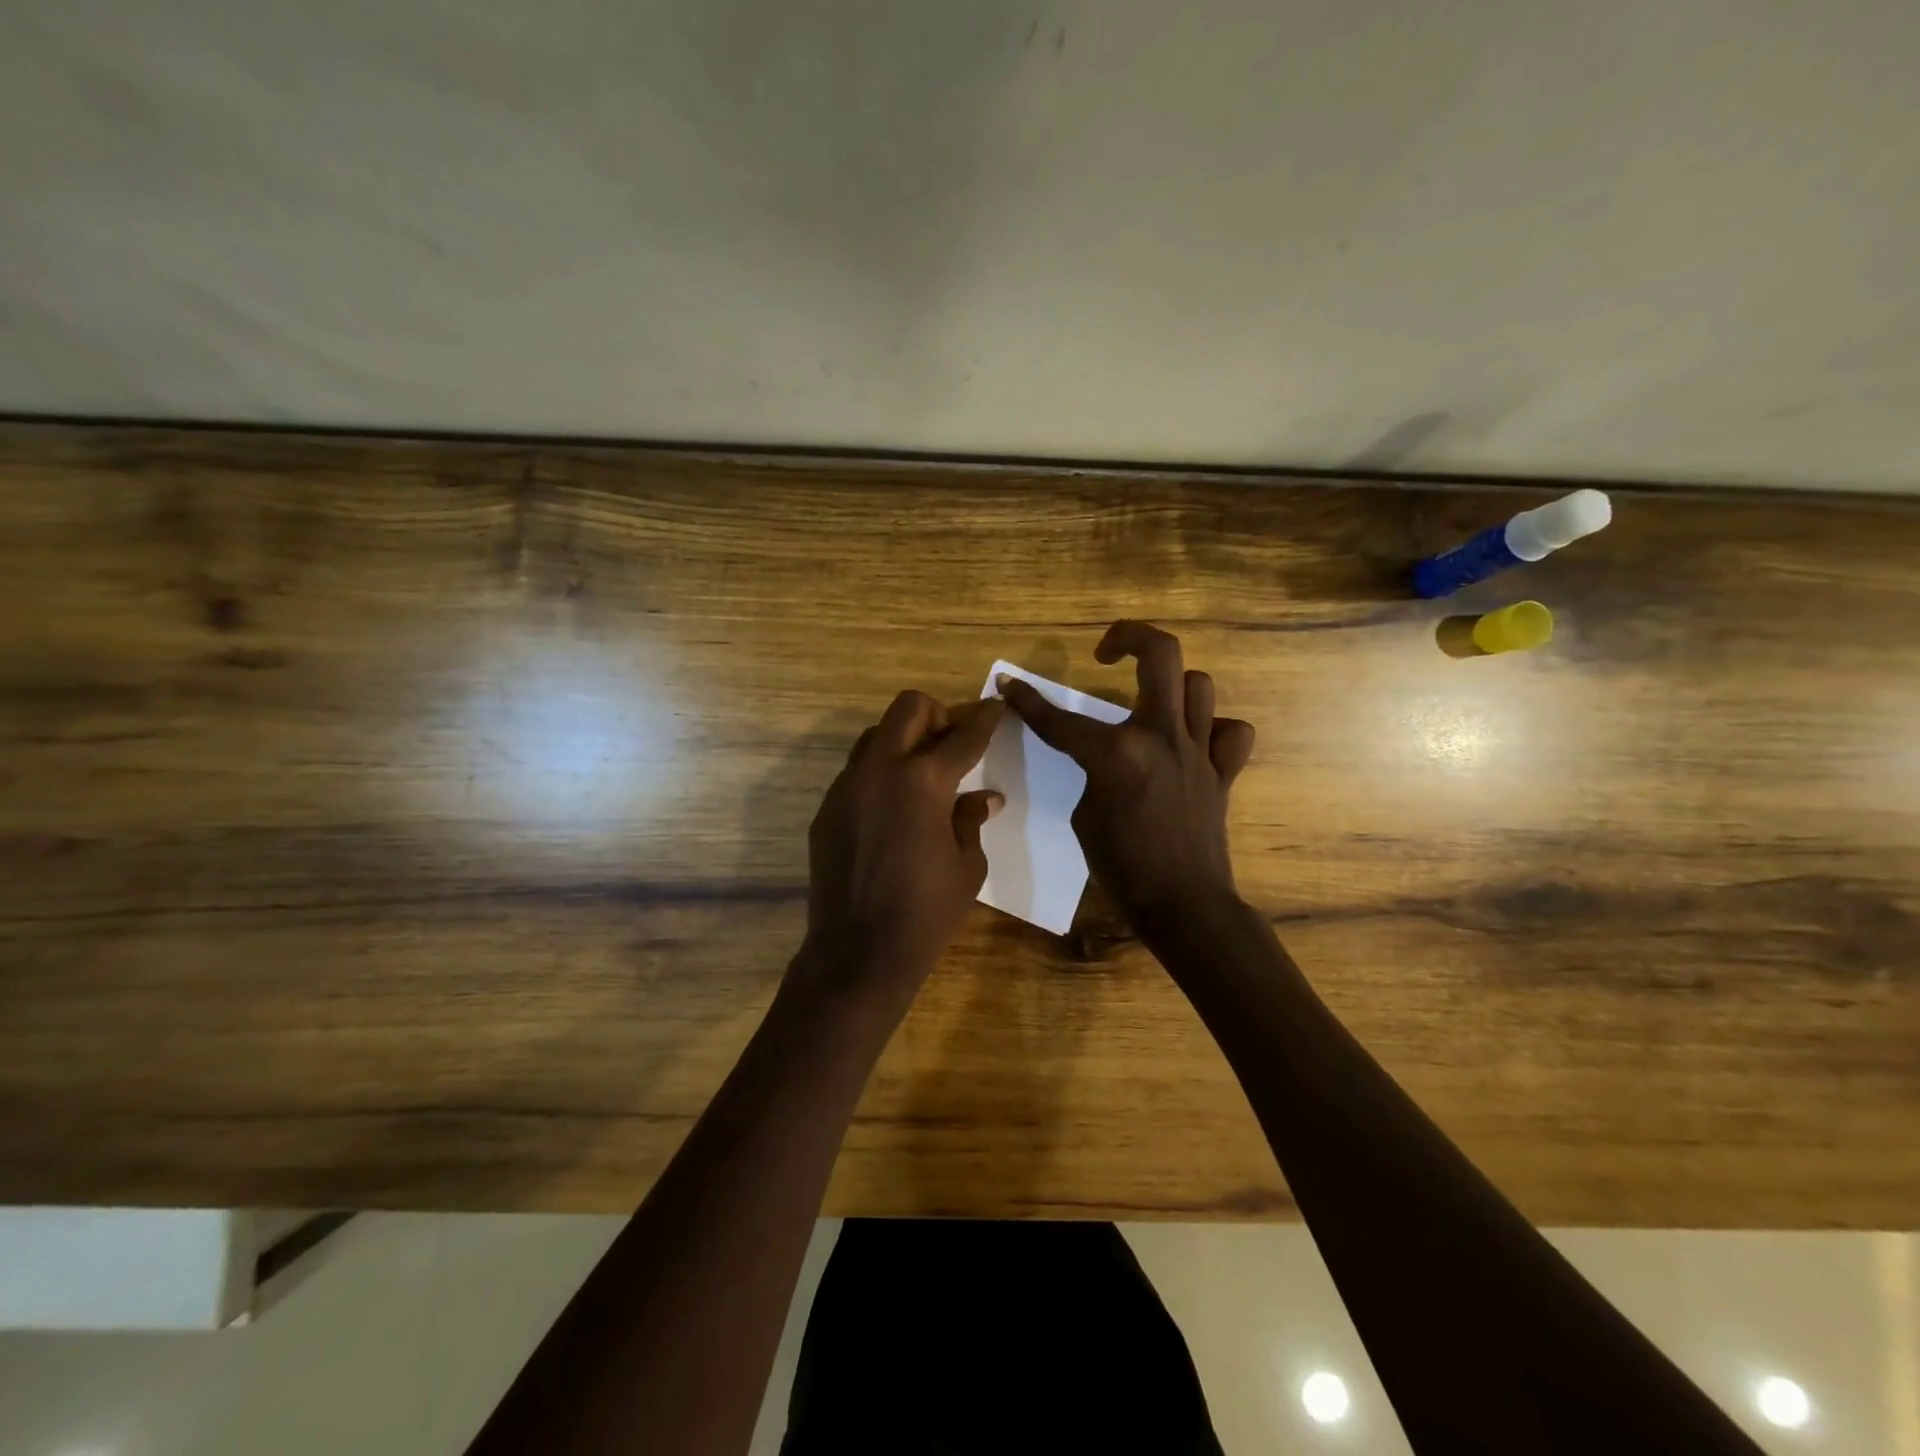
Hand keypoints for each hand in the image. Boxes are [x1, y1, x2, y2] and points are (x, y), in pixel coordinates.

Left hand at [801, 692, 1004, 1003]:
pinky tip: (893, 810)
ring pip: (876, 735)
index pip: (963, 735)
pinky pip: (857, 772)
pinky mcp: (827, 809)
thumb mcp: (967, 865)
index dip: (985, 718)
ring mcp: (847, 786)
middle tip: (953, 743)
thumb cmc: (926, 912)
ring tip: (922, 776)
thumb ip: (972, 819)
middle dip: (938, 715)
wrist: (858, 952)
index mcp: (923, 780)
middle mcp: (881, 769)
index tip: (996, 706)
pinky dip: (881, 774)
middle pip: (909, 708)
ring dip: (904, 741)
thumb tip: (985, 797)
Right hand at [998, 621, 1254, 930]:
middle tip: (1107, 651)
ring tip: (1149, 702)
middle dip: (1129, 636)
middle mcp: (1161, 737)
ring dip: (1171, 684)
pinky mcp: (1223, 771)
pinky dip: (1215, 729)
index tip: (1010, 685)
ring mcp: (1198, 750)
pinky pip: (1230, 732)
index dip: (1027, 701)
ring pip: (1198, 684)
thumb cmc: (1123, 870)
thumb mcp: (1085, 817)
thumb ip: (1092, 775)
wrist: (1184, 906)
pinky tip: (1194, 741)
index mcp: (1117, 754)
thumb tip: (1103, 758)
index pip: (1060, 720)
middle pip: (1161, 654)